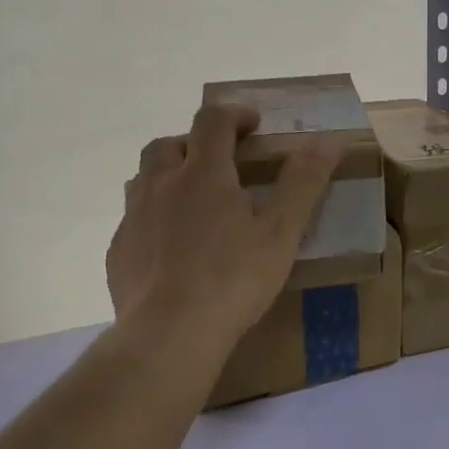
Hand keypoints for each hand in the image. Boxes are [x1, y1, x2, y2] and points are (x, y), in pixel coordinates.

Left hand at [107, 103, 338, 360]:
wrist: (170, 333)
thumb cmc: (234, 280)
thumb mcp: (281, 233)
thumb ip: (304, 184)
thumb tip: (329, 141)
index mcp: (202, 174)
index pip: (212, 122)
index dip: (234, 115)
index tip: (253, 123)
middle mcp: (160, 185)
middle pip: (168, 144)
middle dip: (195, 143)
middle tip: (221, 163)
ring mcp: (133, 217)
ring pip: (144, 179)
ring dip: (168, 176)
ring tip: (193, 200)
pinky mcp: (119, 251)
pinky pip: (134, 219)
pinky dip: (154, 216)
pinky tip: (171, 246)